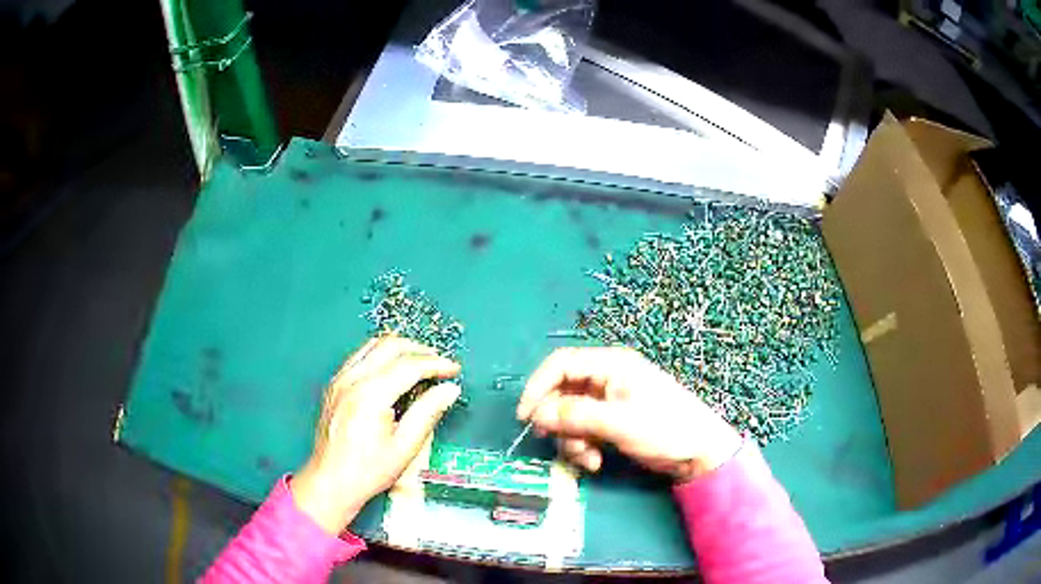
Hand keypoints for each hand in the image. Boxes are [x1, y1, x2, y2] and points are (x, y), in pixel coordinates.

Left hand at [291, 335, 460, 533]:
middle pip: (390, 345)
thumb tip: (450, 390)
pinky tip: (392, 372)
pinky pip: (360, 356)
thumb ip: (428, 413)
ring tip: (420, 364)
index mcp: (370, 395)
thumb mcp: (405, 447)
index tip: (454, 370)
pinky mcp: (334, 385)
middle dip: (420, 350)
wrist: (330, 482)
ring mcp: (340, 380)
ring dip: (400, 348)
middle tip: (439, 364)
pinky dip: (381, 355)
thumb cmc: (368, 471)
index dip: (436, 364)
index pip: (410, 365)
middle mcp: (352, 380)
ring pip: (373, 345)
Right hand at [517, 347, 741, 482]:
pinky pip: (582, 429)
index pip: (561, 364)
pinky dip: (582, 446)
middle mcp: (607, 378)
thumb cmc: (666, 429)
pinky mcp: (612, 422)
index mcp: (611, 365)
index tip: (525, 417)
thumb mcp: (619, 422)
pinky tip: (595, 462)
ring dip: (571, 439)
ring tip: (587, 459)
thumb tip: (537, 414)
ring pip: (569, 415)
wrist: (699, 453)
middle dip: (557, 421)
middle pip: (562, 392)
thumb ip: (576, 416)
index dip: (538, 387)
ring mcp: (609, 401)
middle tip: (556, 442)